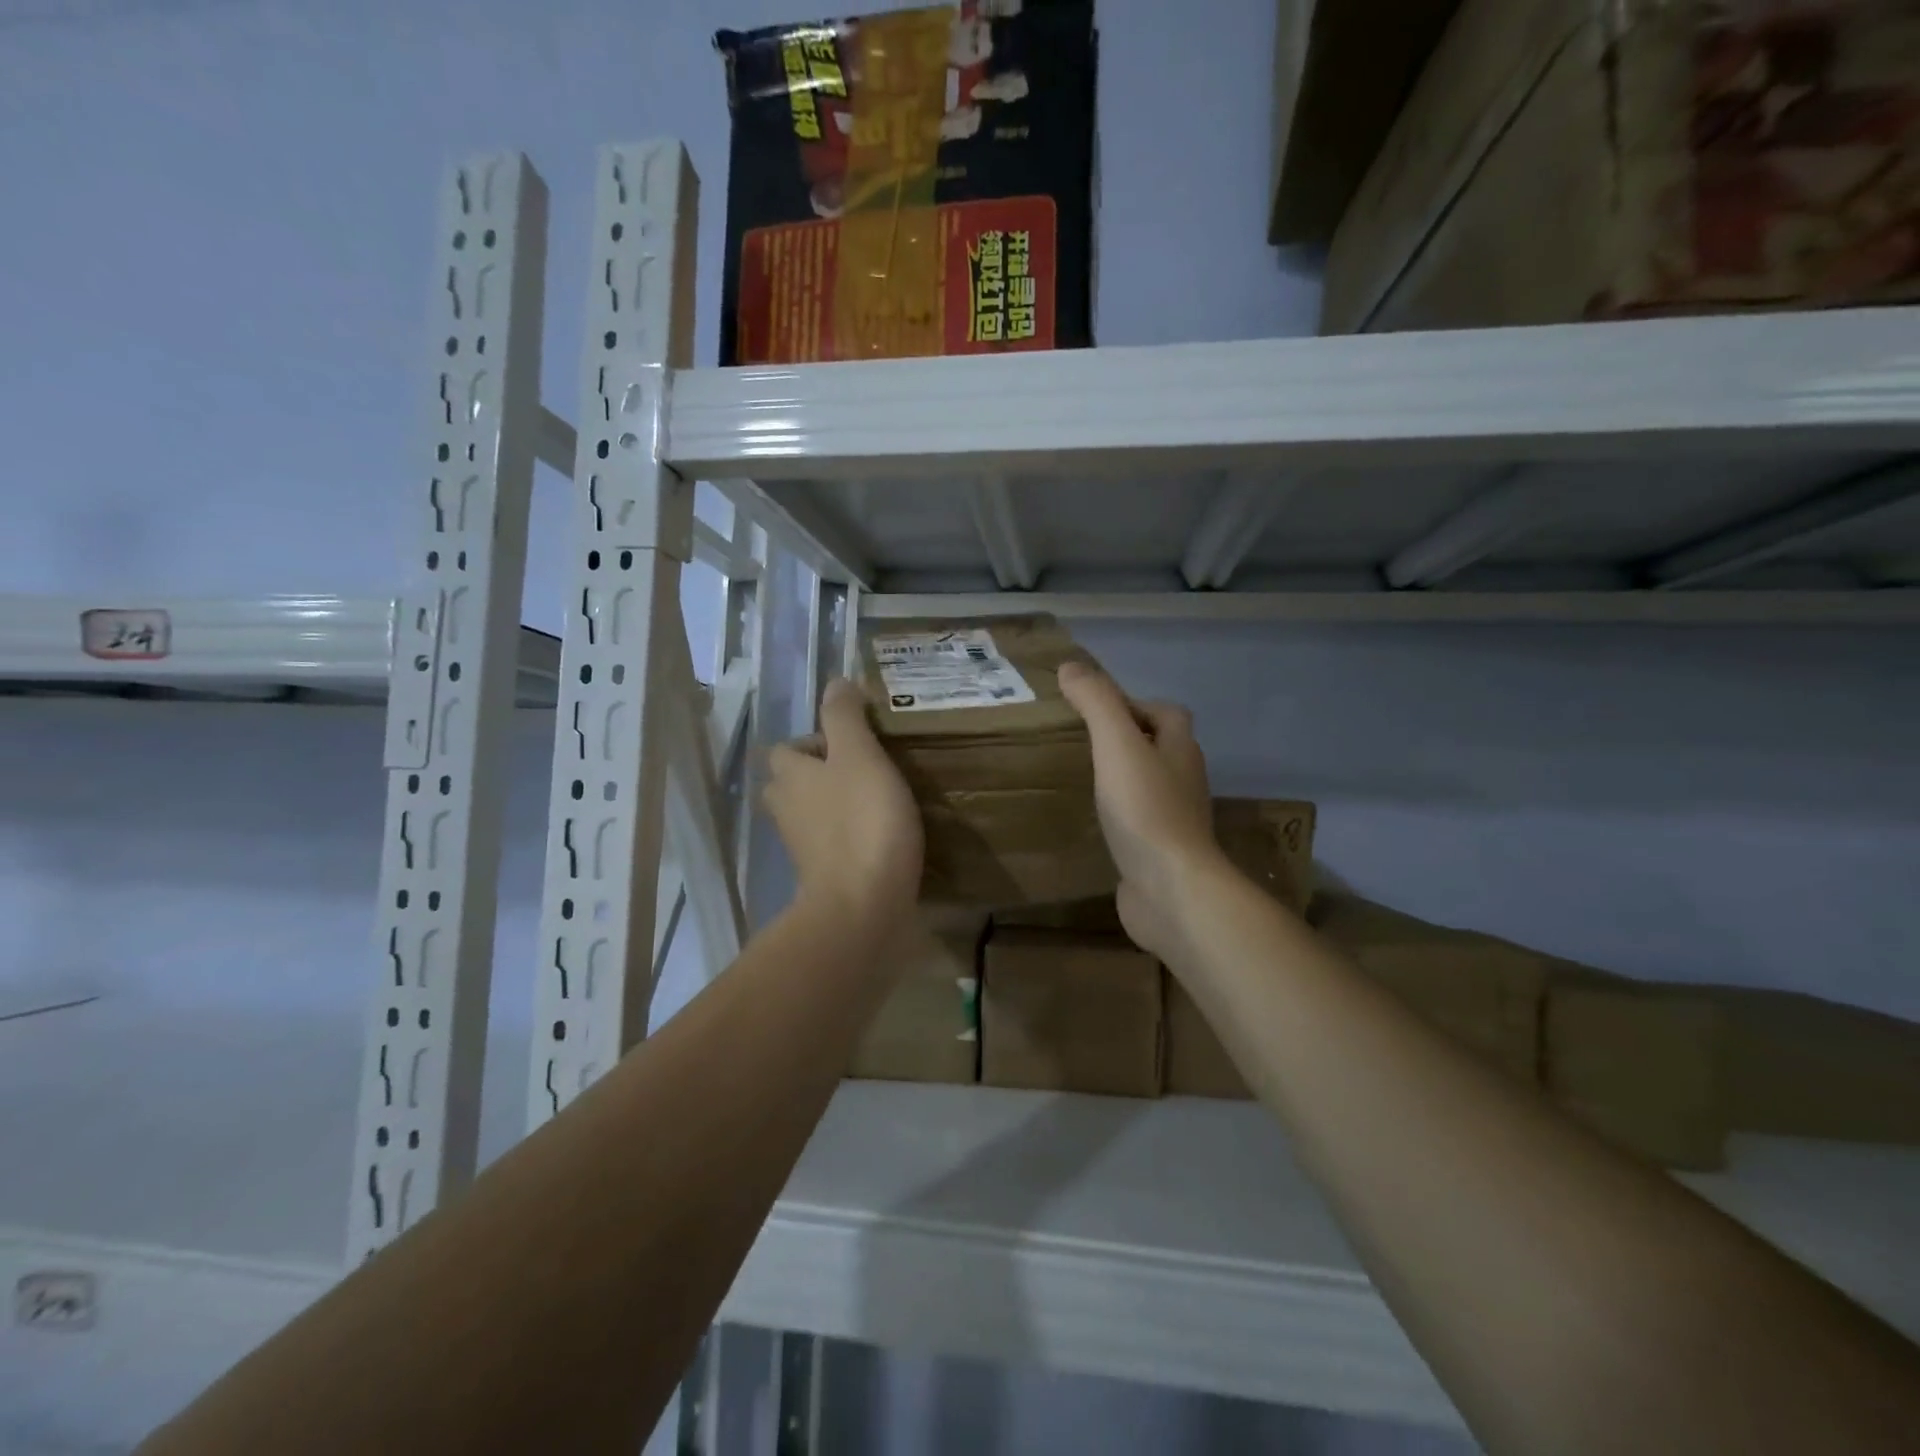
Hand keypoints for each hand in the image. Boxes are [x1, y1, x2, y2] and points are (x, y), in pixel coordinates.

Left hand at [765, 679, 923, 932]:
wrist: (863, 905)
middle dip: (817, 775)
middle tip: (861, 770)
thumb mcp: (859, 755)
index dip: (812, 741)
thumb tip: (834, 682)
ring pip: (810, 816)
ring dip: (832, 806)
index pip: (785, 749)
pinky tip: (879, 836)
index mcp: (790, 776)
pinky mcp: (823, 877)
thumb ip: (845, 717)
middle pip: (791, 784)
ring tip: (875, 800)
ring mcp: (803, 848)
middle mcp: (787, 810)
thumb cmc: (862, 821)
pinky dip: (847, 838)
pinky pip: (830, 847)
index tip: (850, 743)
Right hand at [1057, 661, 1222, 959]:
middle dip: (1128, 740)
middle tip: (1083, 742)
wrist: (1171, 890)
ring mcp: (1175, 820)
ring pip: (1150, 787)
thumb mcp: (1116, 745)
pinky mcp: (1161, 853)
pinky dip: (1120, 816)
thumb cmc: (1146, 810)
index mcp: (1180, 750)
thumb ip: (1096, 703)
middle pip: (1160, 748)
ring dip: (1124, 778)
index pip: (1166, 713)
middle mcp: (1184, 781)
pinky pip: (1139, 823)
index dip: (1135, 704)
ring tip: (1084, 777)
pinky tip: (1093, 822)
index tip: (1095, 710)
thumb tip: (1072, 665)